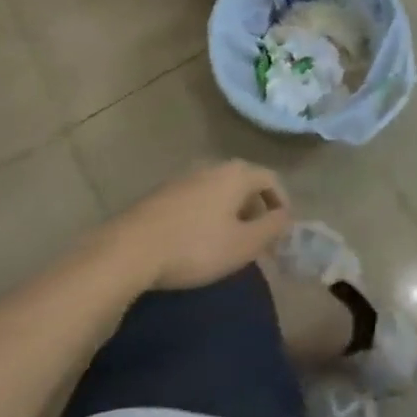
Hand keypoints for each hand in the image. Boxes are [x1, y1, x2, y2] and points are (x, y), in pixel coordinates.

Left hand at [108, 161, 291, 290]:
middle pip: (245, 183)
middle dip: (256, 209)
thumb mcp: (243, 245)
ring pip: (220, 191)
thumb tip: (286, 216)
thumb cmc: (195, 246)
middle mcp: (213, 166)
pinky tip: (198, 240)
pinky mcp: (163, 193)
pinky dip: (208, 215)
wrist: (130, 250)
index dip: (282, 203)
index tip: (282, 230)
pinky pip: (198, 199)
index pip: (271, 179)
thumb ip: (272, 228)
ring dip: (231, 213)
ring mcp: (185, 177)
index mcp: (237, 173)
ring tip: (229, 242)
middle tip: (257, 239)